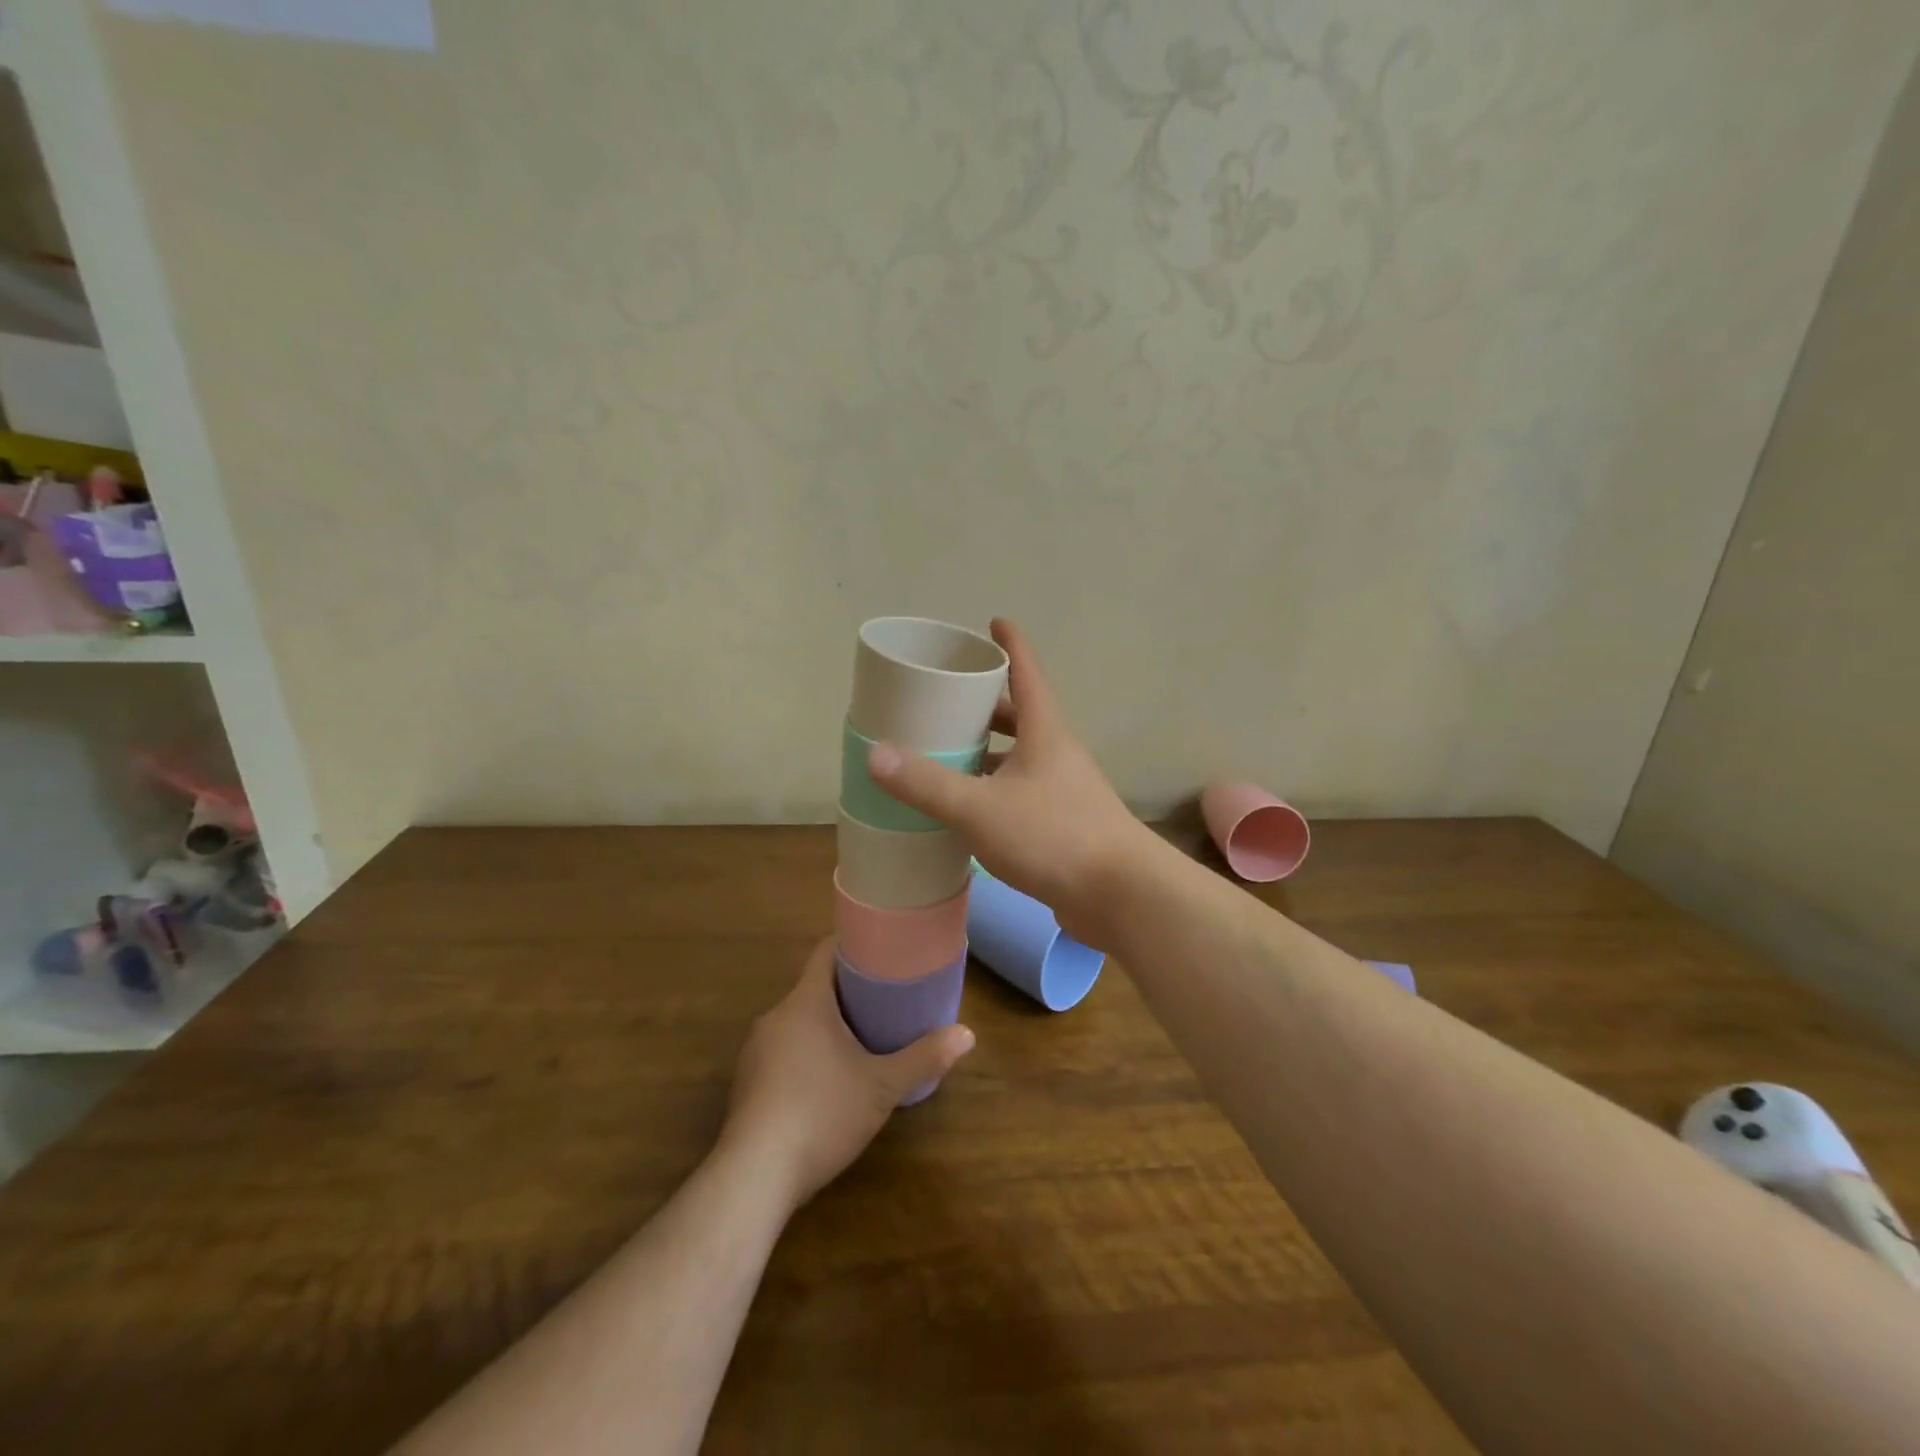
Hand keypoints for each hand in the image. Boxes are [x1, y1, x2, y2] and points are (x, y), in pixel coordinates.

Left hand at [722, 938, 974, 1209]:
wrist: (754, 1177)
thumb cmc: (822, 1113)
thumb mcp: (882, 1086)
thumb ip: (923, 1058)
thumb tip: (968, 1034)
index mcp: (805, 1002)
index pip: (825, 952)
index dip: (853, 943)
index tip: (881, 947)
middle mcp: (775, 1017)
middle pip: (814, 987)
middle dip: (848, 991)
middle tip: (885, 998)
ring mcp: (756, 1051)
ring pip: (798, 1022)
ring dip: (827, 1025)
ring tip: (862, 1038)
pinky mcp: (748, 1084)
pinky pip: (783, 1051)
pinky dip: (807, 1053)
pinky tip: (827, 1081)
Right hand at [865, 617, 1157, 947]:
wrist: (1121, 896)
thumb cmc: (1054, 836)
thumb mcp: (980, 807)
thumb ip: (928, 783)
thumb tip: (876, 755)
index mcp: (1045, 731)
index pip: (1027, 672)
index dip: (1011, 644)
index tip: (994, 622)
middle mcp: (1058, 753)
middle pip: (1021, 714)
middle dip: (987, 702)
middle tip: (948, 698)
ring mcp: (1064, 790)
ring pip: (1021, 757)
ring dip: (990, 750)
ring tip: (949, 751)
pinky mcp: (1063, 825)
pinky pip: (1021, 793)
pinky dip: (994, 789)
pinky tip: (968, 808)